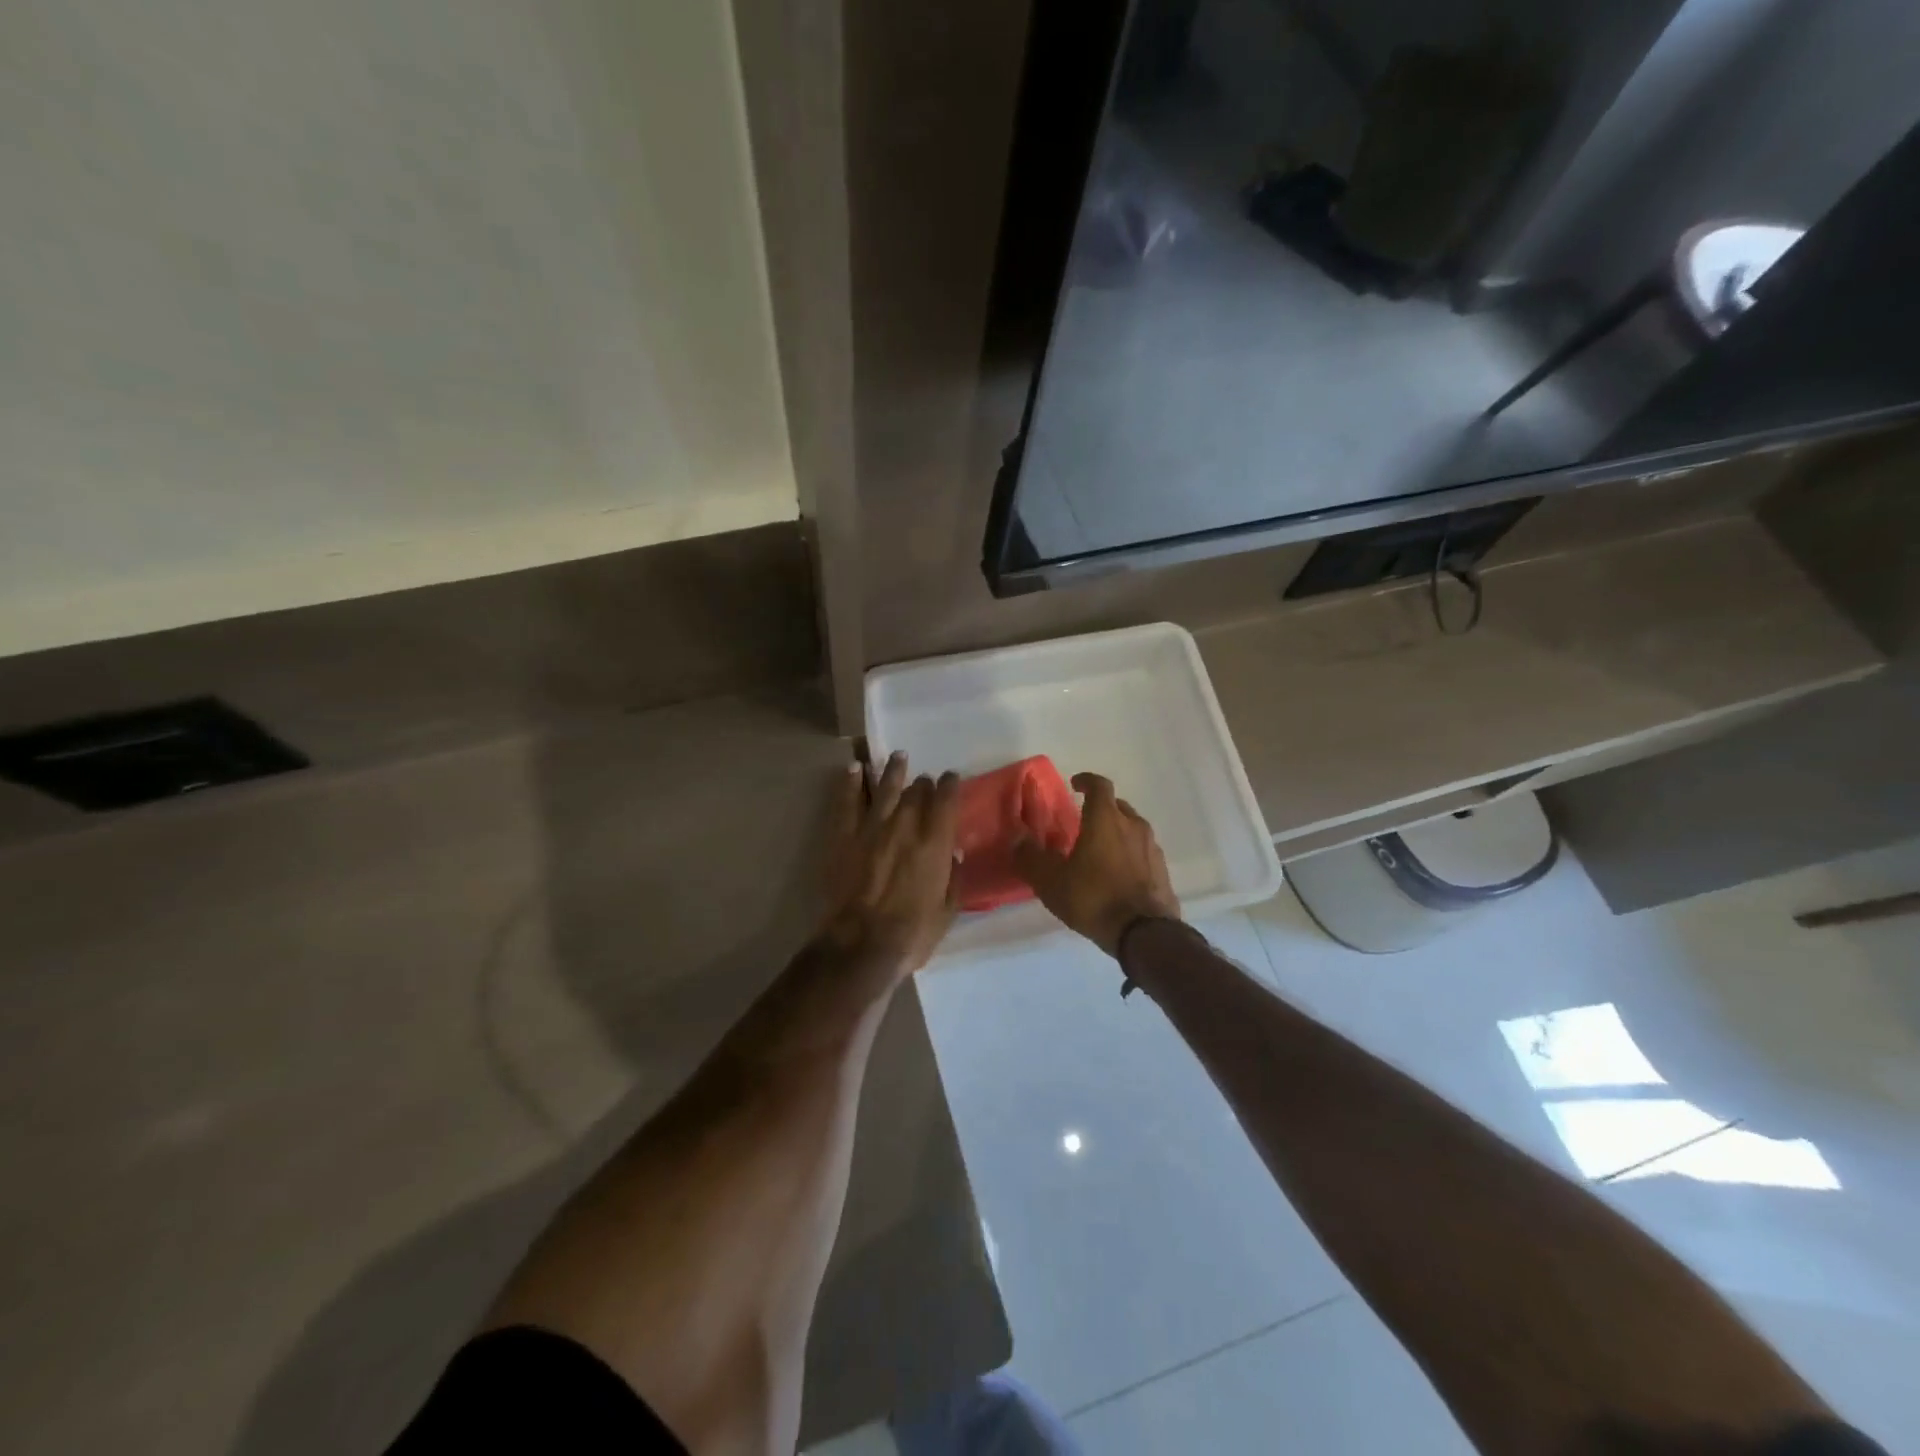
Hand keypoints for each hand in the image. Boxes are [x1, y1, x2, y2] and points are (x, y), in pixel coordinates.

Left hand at [820, 752, 959, 976]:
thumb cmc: (913, 933)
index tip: (951, 778)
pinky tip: (854, 769)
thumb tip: (954, 854)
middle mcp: (906, 826)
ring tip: (898, 757)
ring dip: (893, 771)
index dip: (950, 785)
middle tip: (923, 779)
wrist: (862, 944)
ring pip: (885, 788)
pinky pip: (847, 803)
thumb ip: (953, 878)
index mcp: (936, 843)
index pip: (946, 800)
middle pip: (916, 792)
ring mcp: (872, 828)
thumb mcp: (948, 911)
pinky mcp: (844, 837)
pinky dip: (851, 783)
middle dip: (922, 782)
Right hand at [1014, 772, 1179, 956]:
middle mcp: (1133, 825)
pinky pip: (1142, 852)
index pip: (1099, 785)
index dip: (1086, 781)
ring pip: (1132, 828)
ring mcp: (1152, 848)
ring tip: (1099, 850)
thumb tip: (1018, 839)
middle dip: (1100, 809)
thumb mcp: (1051, 881)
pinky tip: (1118, 874)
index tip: (1075, 785)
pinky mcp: (1162, 870)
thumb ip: (1031, 857)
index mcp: (1105, 819)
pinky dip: (1129, 854)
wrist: (1144, 934)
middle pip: (1117, 806)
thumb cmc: (1094, 898)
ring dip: (1116, 832)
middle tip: (1083, 822)